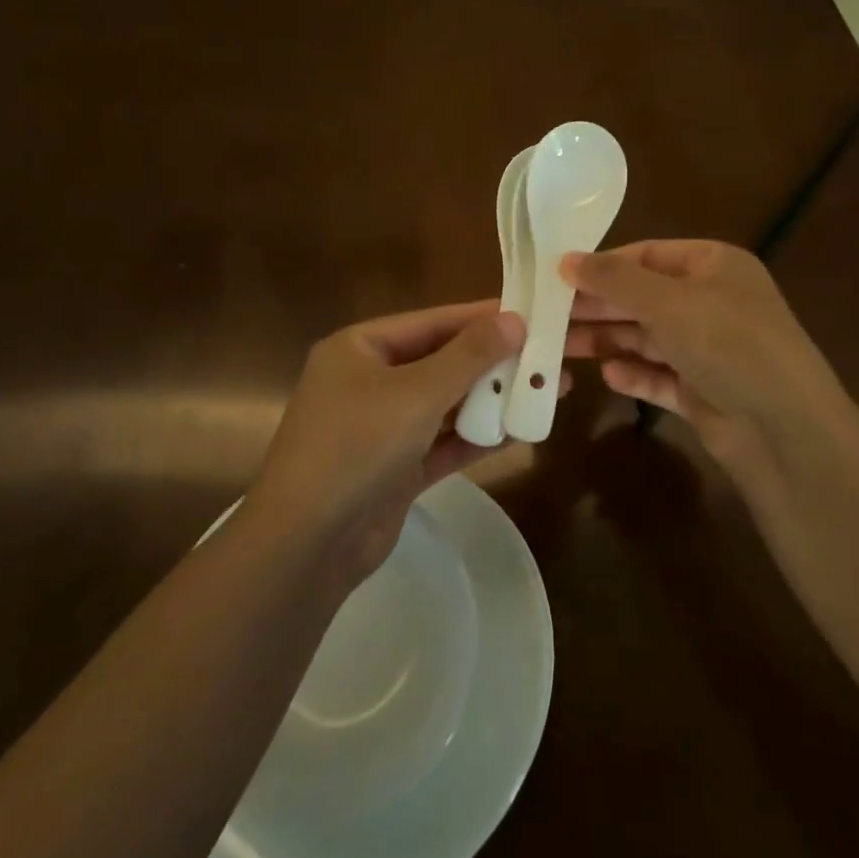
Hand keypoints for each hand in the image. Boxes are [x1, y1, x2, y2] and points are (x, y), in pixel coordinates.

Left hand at [249, 301, 562, 586]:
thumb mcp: (416, 393)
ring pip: (448, 403)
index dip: (484, 317)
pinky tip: (521, 429)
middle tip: (551, 356)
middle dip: (496, 362)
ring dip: (494, 398)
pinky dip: (479, 436)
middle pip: (444, 361)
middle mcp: (370, 381)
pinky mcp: (397, 467)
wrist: (307, 545)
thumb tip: (513, 320)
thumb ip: (468, 356)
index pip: (434, 322)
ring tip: (550, 390)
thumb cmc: (356, 447)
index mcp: (361, 348)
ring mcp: (383, 427)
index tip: (532, 313)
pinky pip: (445, 441)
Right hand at [564, 241, 853, 501]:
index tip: (557, 277)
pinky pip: (660, 377)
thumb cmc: (728, 344)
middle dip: (597, 307)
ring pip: (647, 339)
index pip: (646, 255)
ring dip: (607, 341)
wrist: (786, 431)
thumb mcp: (668, 302)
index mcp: (713, 266)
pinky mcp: (704, 392)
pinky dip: (635, 375)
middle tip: (546, 315)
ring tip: (559, 347)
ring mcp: (709, 350)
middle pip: (642, 298)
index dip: (602, 266)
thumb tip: (566, 259)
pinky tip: (609, 377)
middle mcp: (712, 303)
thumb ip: (614, 280)